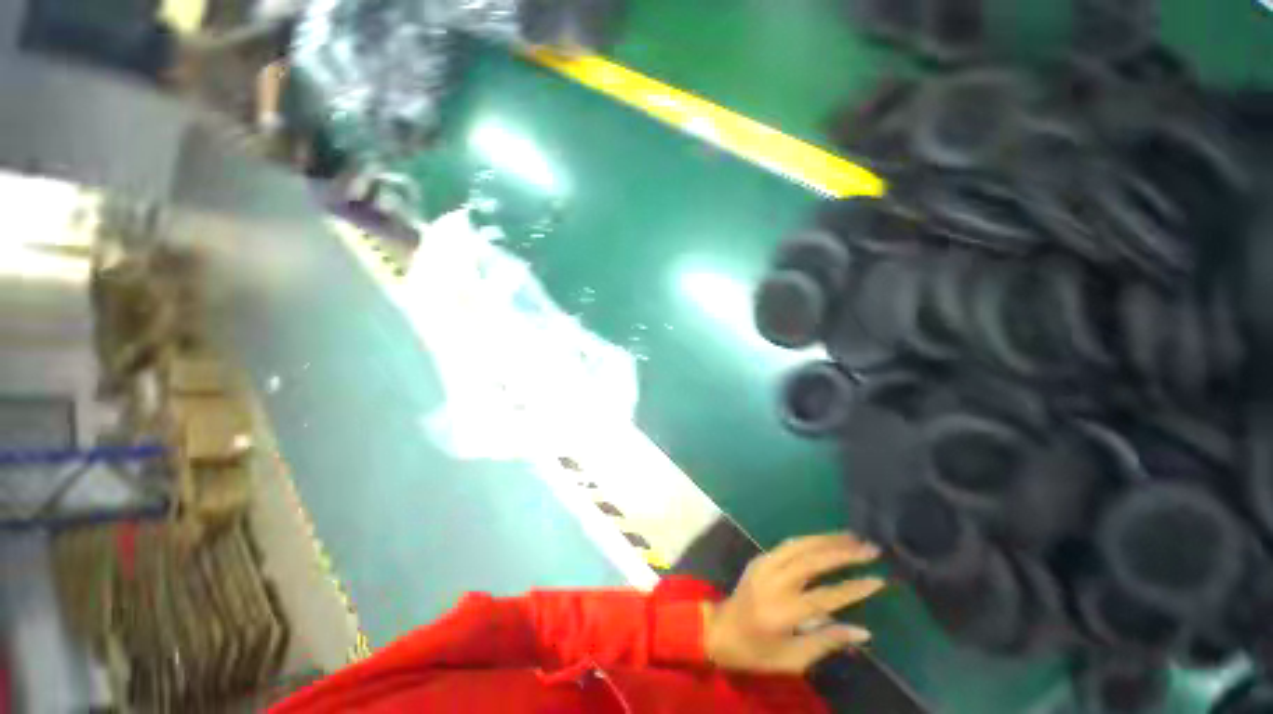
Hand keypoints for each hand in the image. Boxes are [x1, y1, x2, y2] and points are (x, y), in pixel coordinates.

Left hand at [703, 533, 884, 673]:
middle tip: (870, 549)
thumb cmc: (755, 652)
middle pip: (812, 561)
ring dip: (826, 539)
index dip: (852, 589)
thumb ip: (826, 642)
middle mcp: (773, 582)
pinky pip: (787, 545)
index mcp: (782, 612)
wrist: (718, 630)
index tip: (878, 580)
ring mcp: (763, 565)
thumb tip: (863, 631)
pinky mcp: (759, 558)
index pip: (824, 597)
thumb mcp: (792, 660)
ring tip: (852, 537)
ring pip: (799, 545)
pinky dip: (809, 540)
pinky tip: (825, 539)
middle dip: (843, 553)